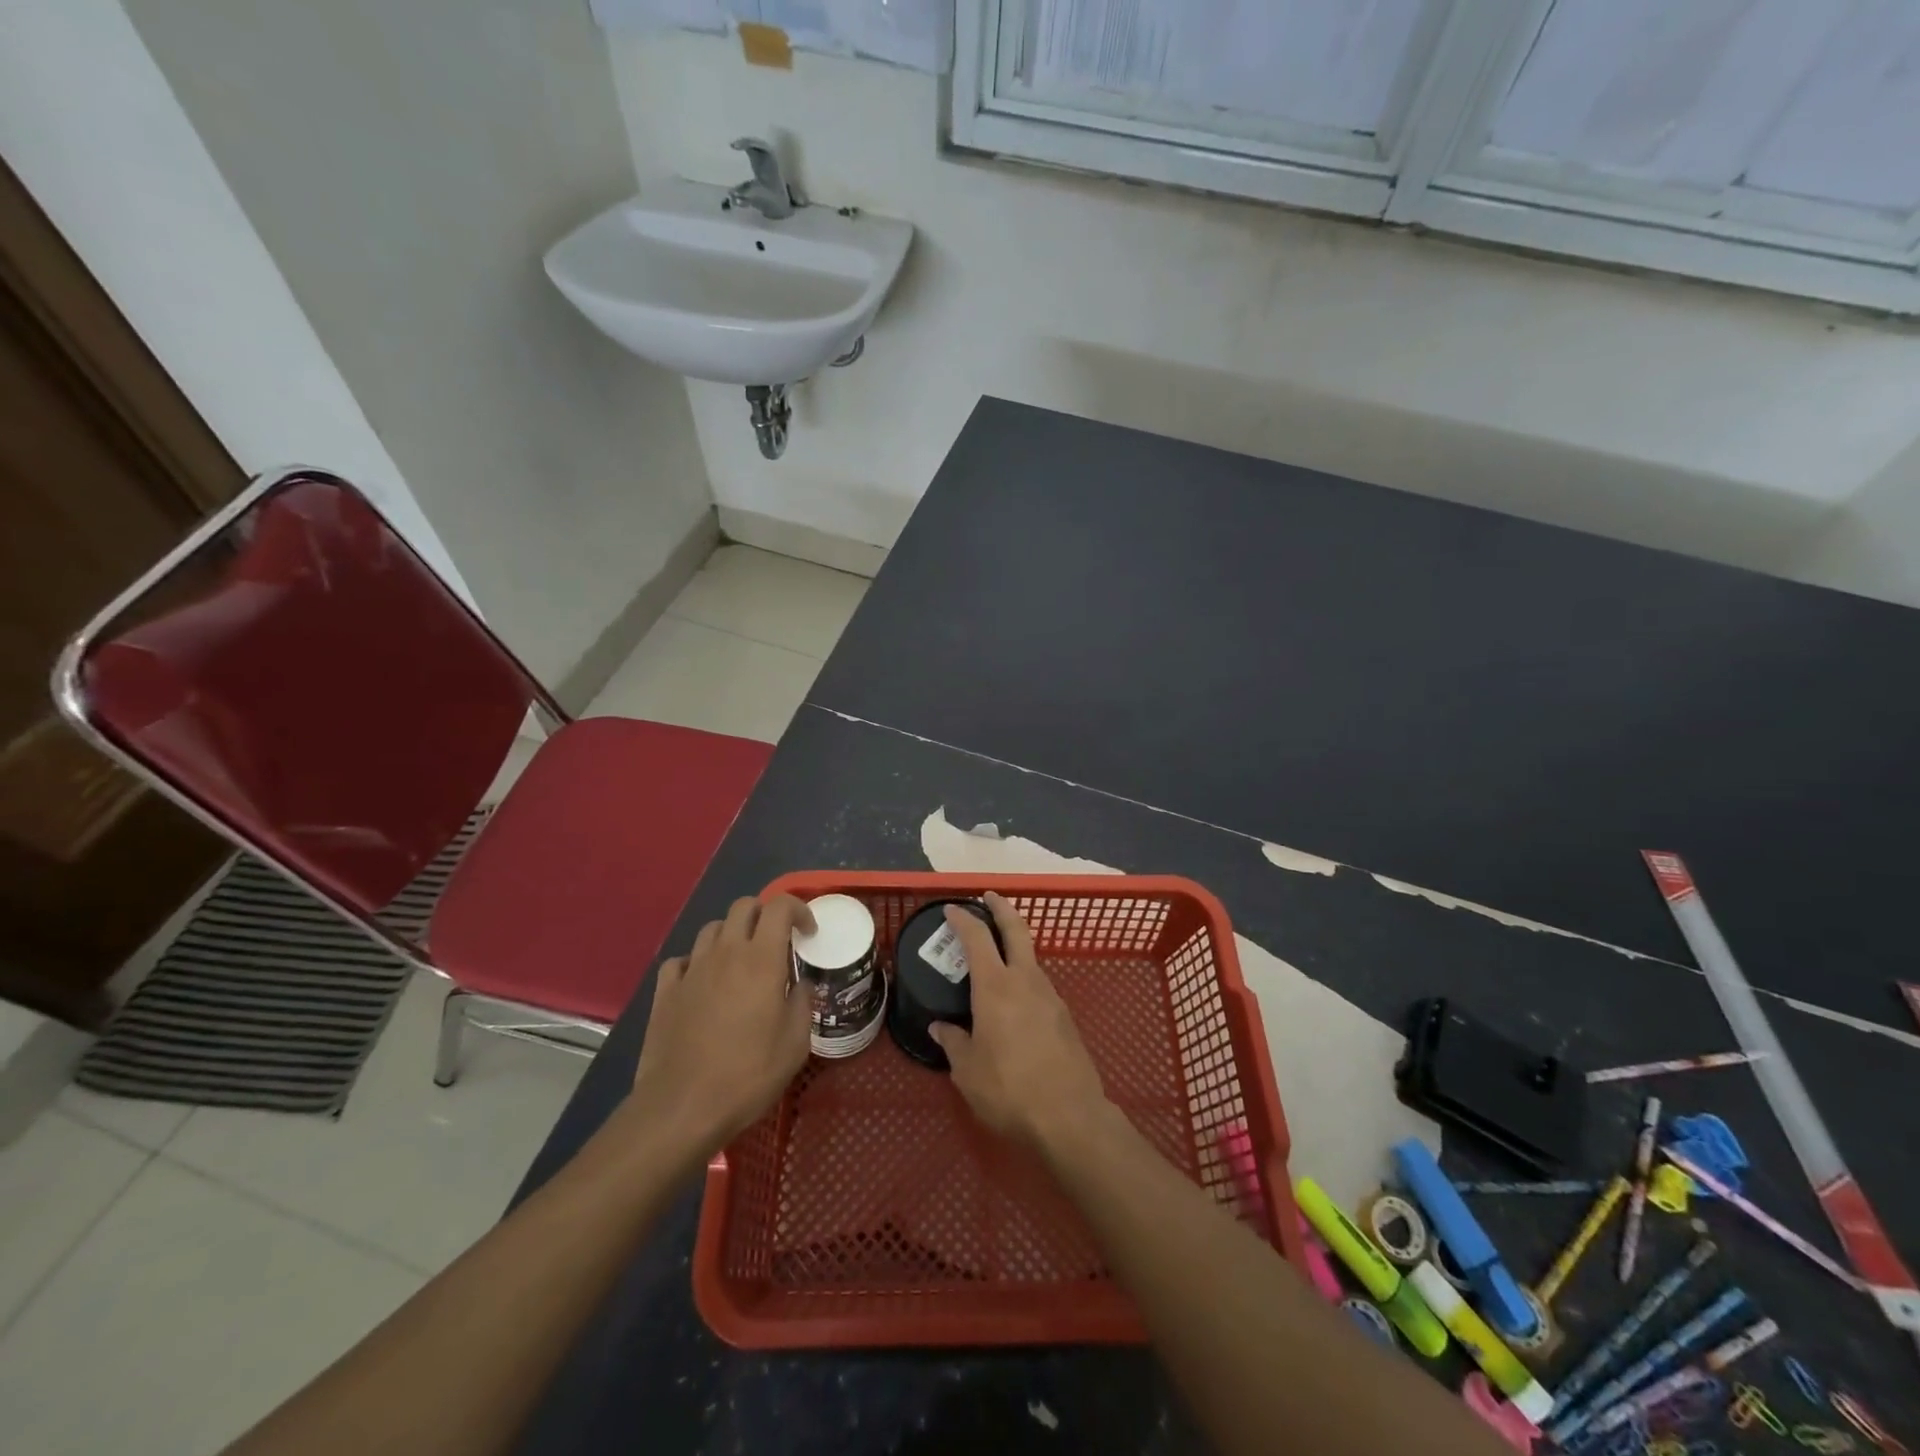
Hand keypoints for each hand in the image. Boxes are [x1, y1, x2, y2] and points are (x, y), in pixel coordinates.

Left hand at [628, 894, 814, 1161]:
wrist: (681, 1108)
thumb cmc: (748, 1074)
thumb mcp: (795, 1044)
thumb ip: (803, 1003)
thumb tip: (800, 986)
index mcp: (762, 959)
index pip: (780, 906)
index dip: (798, 909)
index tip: (809, 933)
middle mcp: (726, 952)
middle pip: (744, 906)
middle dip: (764, 914)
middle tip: (776, 942)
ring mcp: (691, 969)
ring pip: (713, 928)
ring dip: (732, 935)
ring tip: (741, 962)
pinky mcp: (665, 991)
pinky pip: (682, 960)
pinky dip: (697, 962)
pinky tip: (703, 983)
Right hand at [929, 891, 1110, 1151]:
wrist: (1070, 1116)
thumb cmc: (1009, 1090)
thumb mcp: (968, 1071)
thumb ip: (954, 1043)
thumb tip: (941, 1027)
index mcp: (995, 987)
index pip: (977, 938)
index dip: (963, 920)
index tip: (951, 909)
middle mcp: (1025, 980)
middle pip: (1016, 929)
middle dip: (1002, 908)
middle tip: (989, 897)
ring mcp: (1050, 996)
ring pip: (1031, 958)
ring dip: (1015, 946)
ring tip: (996, 957)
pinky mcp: (1065, 1016)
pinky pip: (1040, 985)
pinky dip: (1024, 978)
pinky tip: (1015, 1001)